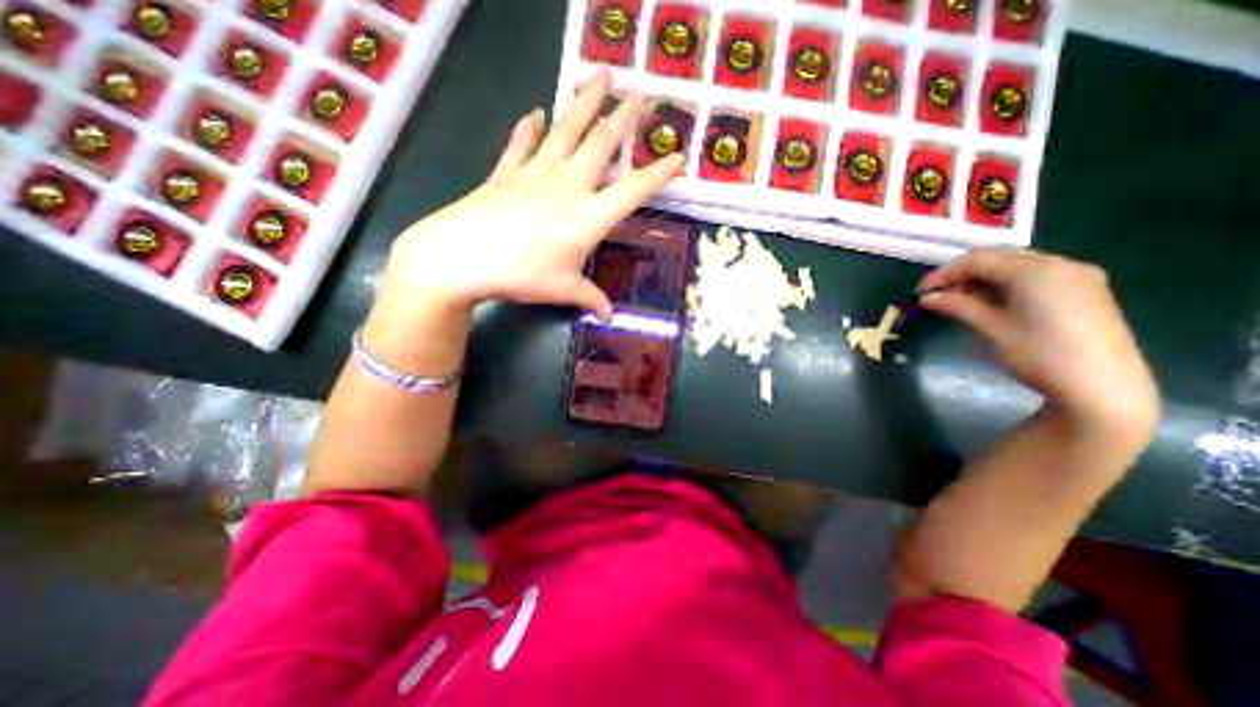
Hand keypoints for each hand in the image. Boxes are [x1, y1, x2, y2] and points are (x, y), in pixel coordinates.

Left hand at [378, 69, 685, 320]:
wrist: (462, 256)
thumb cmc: (521, 275)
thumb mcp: (562, 290)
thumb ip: (590, 298)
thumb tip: (609, 315)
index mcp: (589, 216)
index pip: (634, 189)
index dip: (658, 173)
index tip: (678, 156)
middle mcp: (569, 184)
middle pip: (601, 143)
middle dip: (623, 116)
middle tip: (639, 93)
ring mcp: (536, 172)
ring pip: (567, 129)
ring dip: (585, 101)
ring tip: (598, 74)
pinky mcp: (507, 171)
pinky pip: (521, 143)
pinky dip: (528, 127)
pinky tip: (534, 113)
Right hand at [919, 250, 1159, 446]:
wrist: (1102, 387)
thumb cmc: (1038, 355)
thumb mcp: (990, 328)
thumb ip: (957, 306)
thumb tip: (927, 298)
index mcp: (1035, 270)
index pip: (977, 259)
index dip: (944, 273)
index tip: (920, 292)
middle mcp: (1060, 263)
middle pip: (999, 257)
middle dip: (963, 273)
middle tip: (938, 295)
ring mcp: (1078, 276)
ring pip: (1017, 265)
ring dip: (984, 279)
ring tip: (960, 301)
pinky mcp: (1086, 291)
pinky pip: (1036, 276)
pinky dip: (1007, 284)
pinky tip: (992, 303)